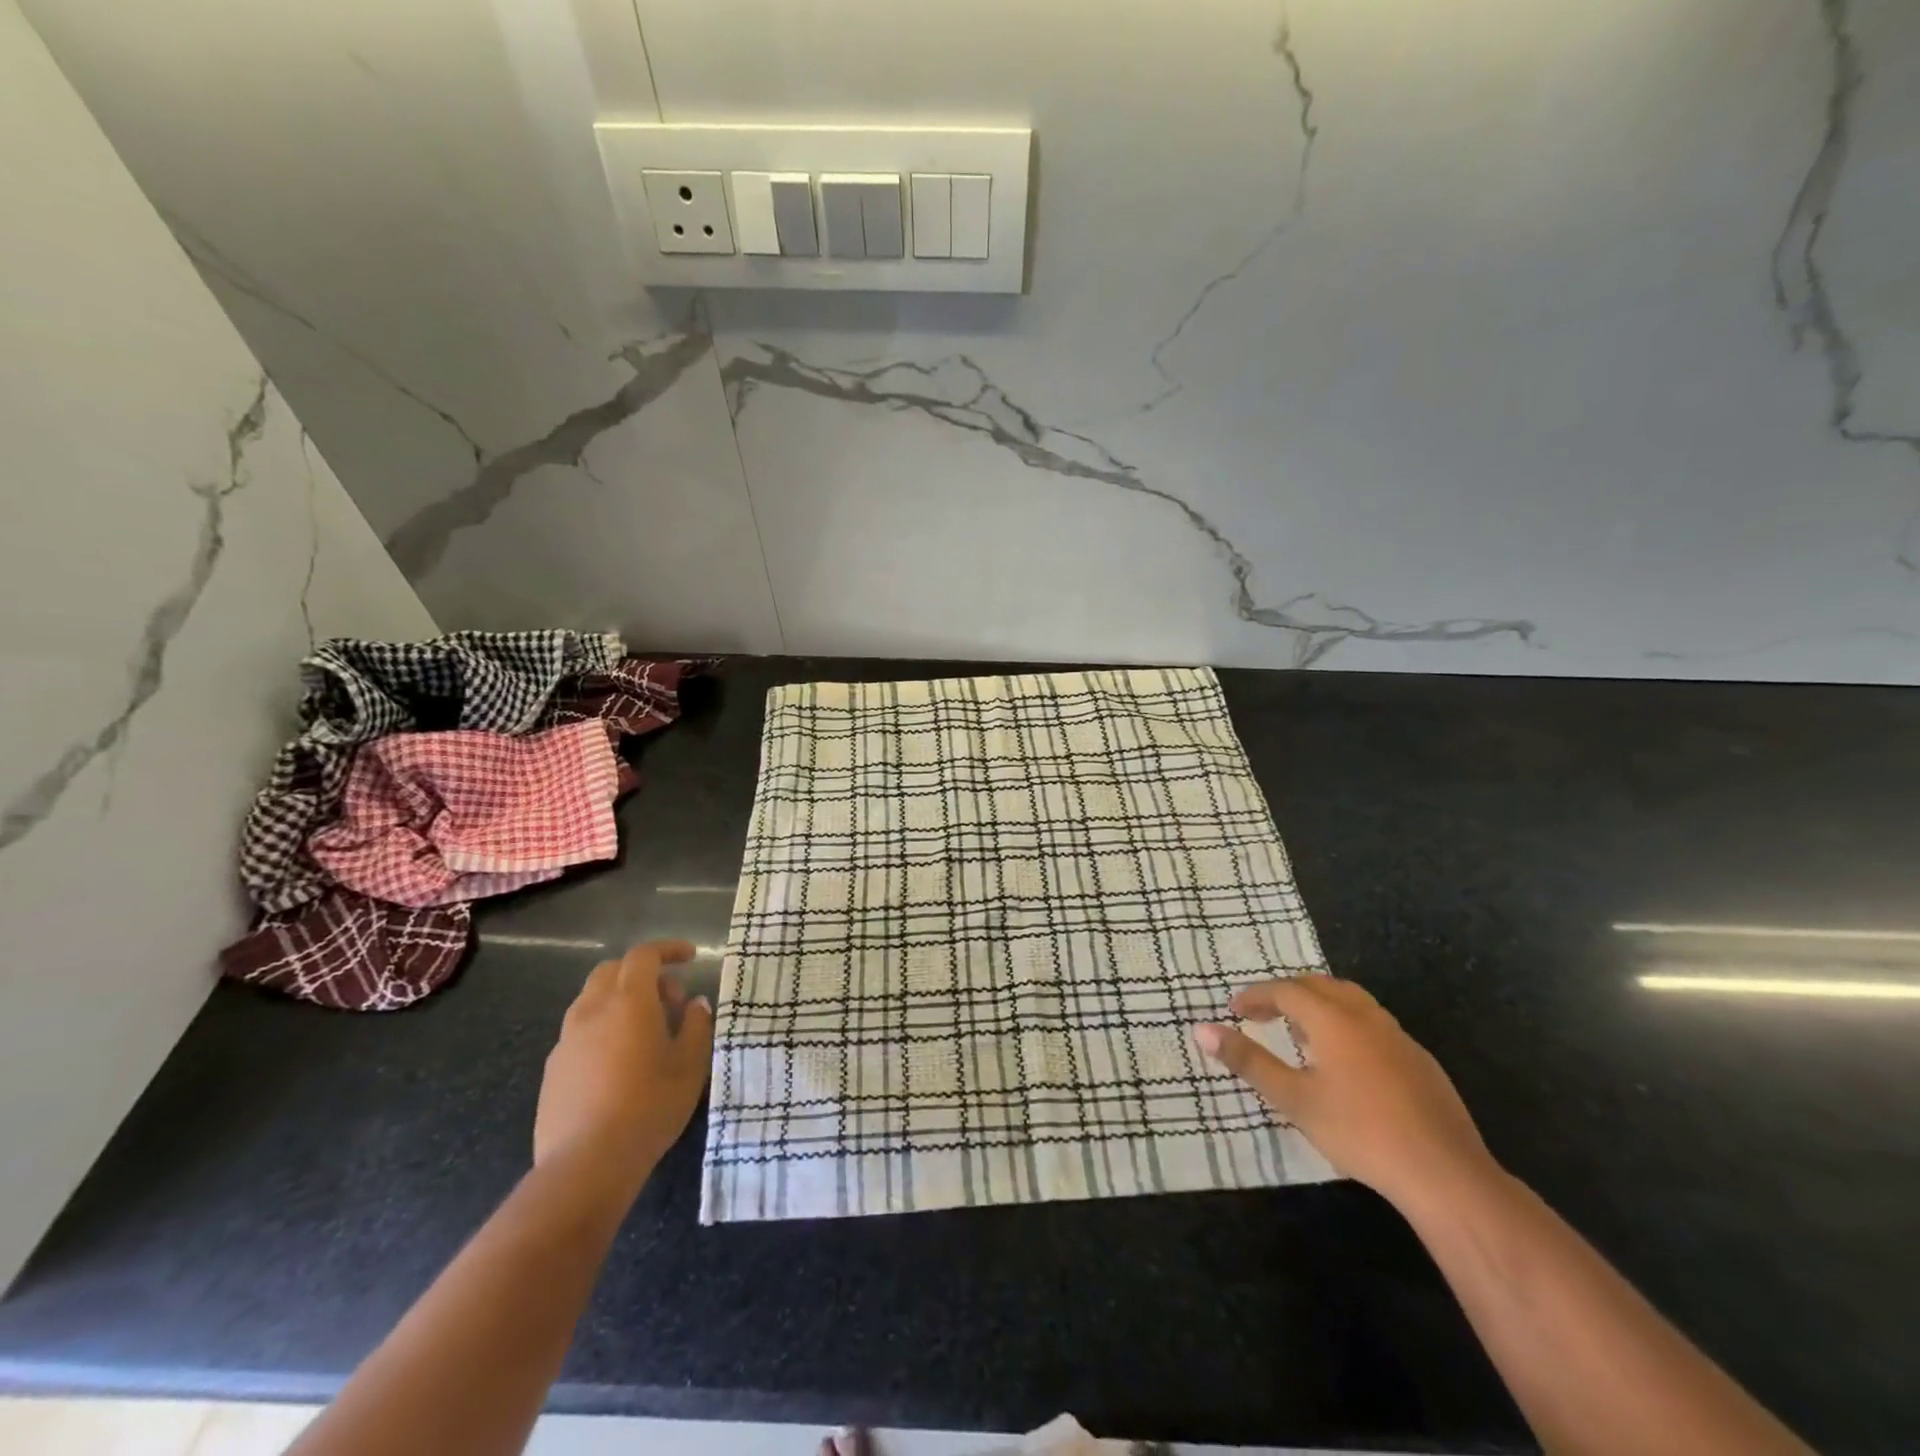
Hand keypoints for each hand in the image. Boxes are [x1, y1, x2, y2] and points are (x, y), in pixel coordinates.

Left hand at [534, 940, 714, 1195]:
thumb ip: (697, 1025)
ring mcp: (566, 1040)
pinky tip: (619, 1063)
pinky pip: (580, 1031)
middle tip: (671, 1000)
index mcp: (629, 1001)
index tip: (691, 957)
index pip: (644, 955)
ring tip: (646, 1032)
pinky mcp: (553, 1069)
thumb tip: (695, 1004)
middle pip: (613, 971)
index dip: (669, 949)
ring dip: (620, 1001)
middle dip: (643, 974)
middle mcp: (592, 1010)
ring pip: (592, 1000)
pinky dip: (603, 1028)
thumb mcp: (690, 1065)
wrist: (586, 1164)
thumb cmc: (649, 1106)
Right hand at [1194, 976, 1495, 1210]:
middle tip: (1262, 1014)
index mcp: (1333, 1018)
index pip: (1285, 990)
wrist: (1445, 1173)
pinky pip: (1372, 1022)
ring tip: (1299, 1031)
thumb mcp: (1293, 1098)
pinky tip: (1345, 1060)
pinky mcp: (1420, 1060)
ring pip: (1350, 1000)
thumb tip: (1202, 1029)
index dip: (1256, 996)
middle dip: (1286, 993)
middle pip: (1319, 985)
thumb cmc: (1359, 1131)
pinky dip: (1346, 1023)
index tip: (1234, 1010)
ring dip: (1318, 1004)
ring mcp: (1397, 1036)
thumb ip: (1248, 1061)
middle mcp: (1365, 1016)